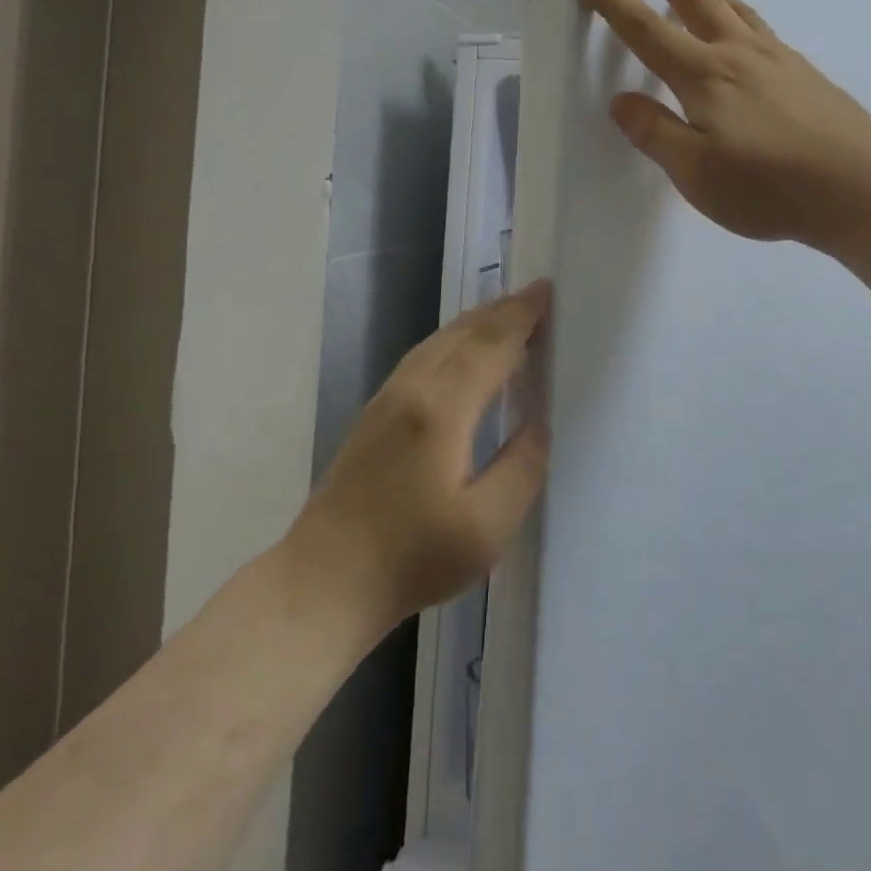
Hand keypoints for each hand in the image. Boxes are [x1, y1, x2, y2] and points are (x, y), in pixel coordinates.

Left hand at [286, 282, 551, 638]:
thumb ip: (522, 468)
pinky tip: (462, 353)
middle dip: (501, 310)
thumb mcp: (486, 528)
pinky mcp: (374, 413)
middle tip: (535, 298)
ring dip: (476, 322)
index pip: (491, 344)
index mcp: (443, 408)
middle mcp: (412, 389)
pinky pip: (422, 355)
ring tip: (507, 316)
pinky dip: (453, 340)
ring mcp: (387, 398)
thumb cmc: (412, 558)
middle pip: (463, 332)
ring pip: (438, 341)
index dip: (521, 316)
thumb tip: (538, 424)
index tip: (546, 290)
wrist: (324, 581)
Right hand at [577, 0, 870, 247]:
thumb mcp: (696, 172)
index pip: (648, 31)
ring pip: (734, 9)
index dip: (615, 4)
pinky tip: (746, 31)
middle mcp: (739, 54)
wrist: (859, 185)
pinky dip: (739, 15)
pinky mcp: (805, 73)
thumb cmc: (768, 185)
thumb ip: (656, 134)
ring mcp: (778, 59)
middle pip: (697, 0)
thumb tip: (621, 102)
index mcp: (705, 76)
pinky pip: (761, 28)